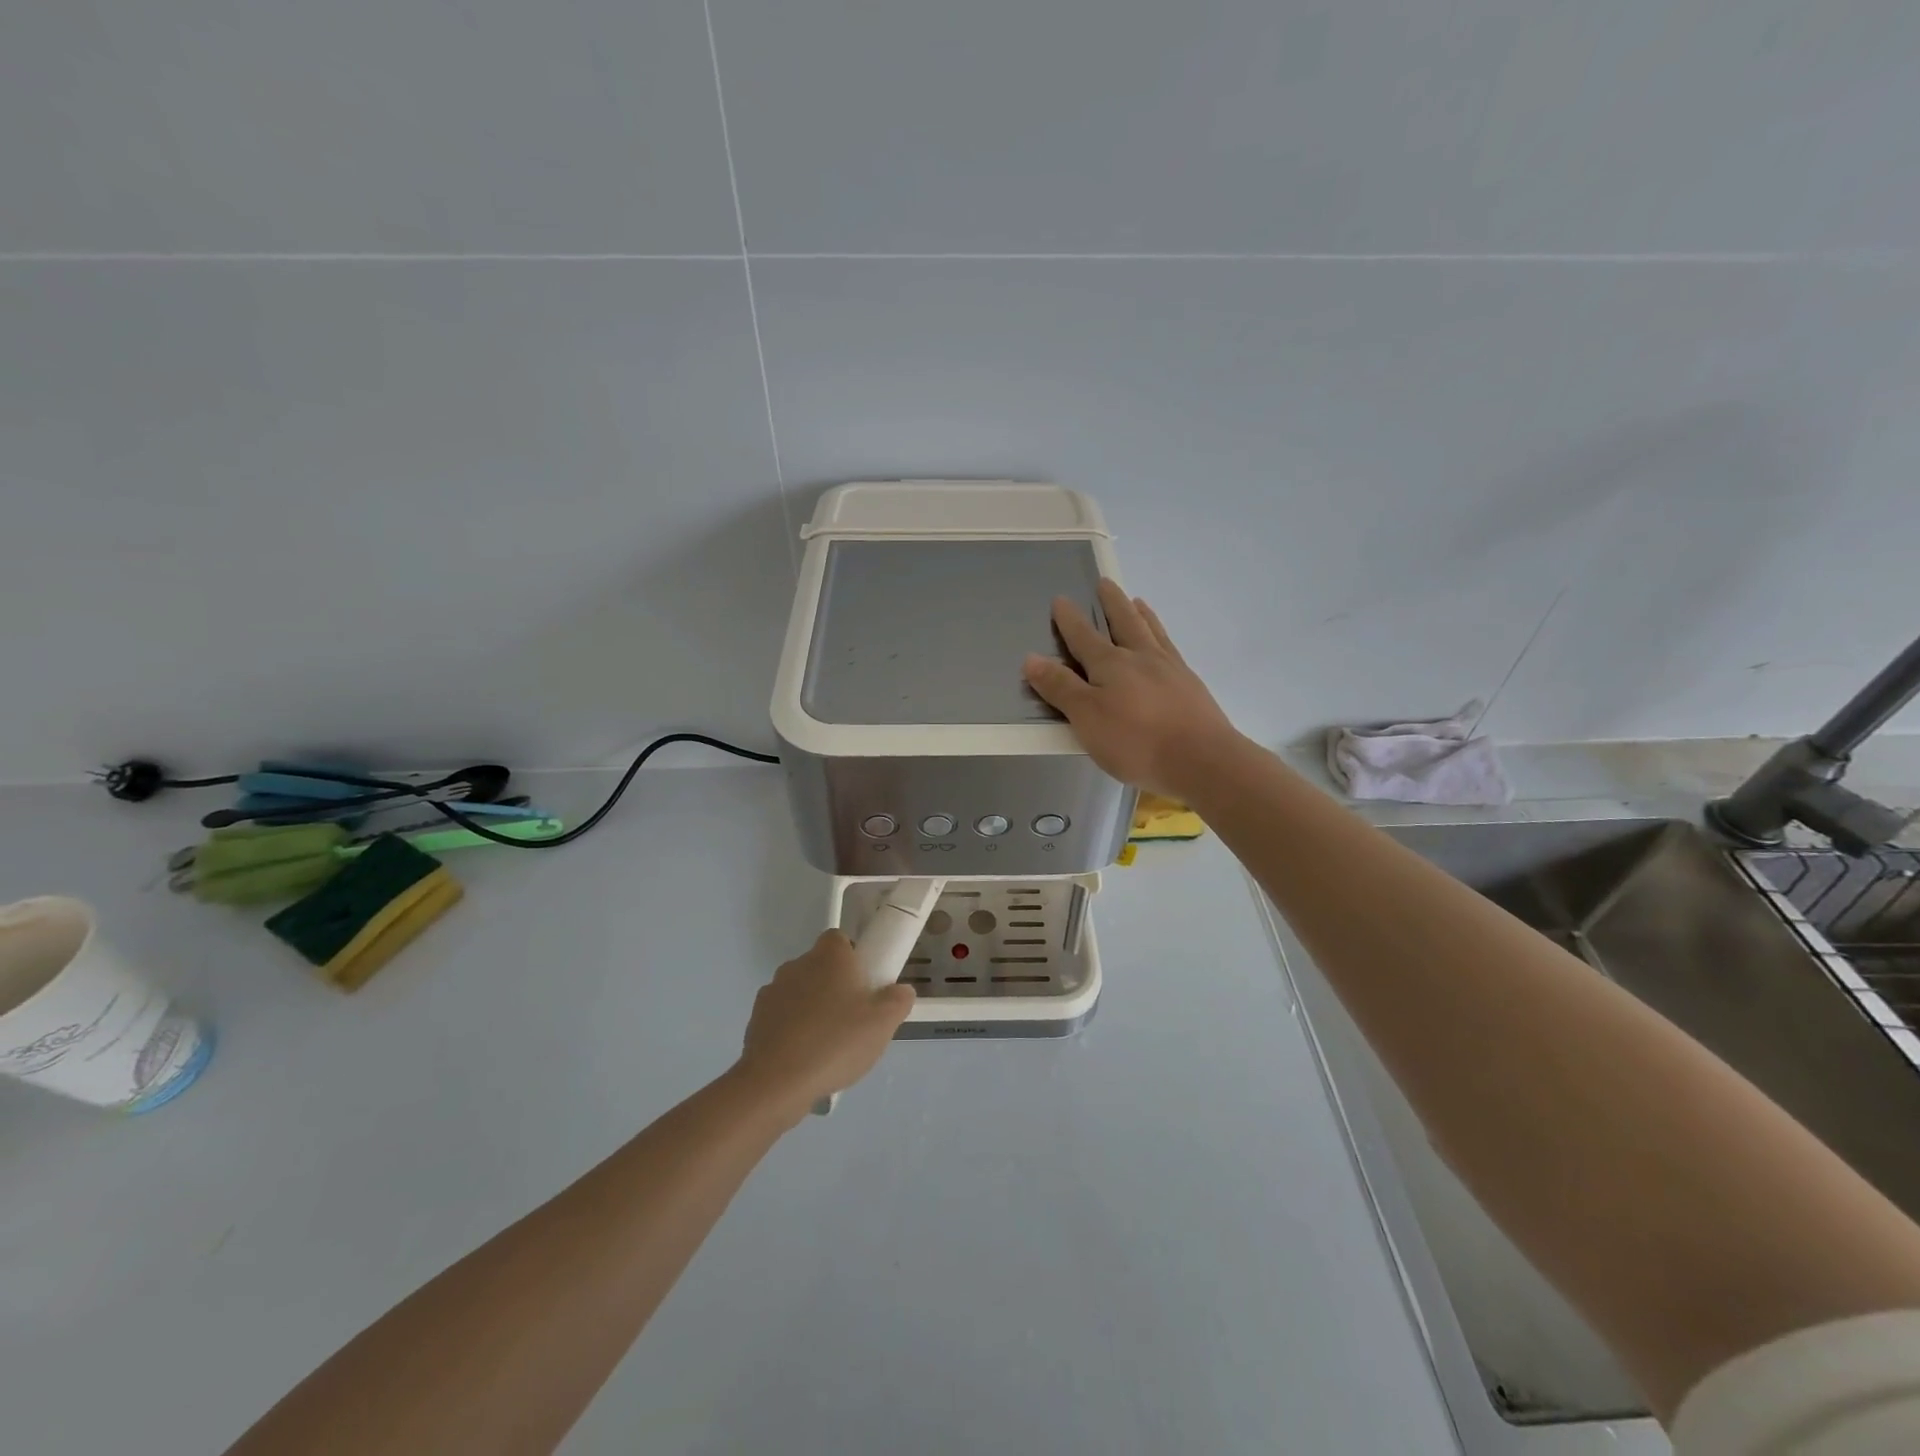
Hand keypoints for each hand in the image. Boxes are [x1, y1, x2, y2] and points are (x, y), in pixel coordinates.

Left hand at [737, 931, 913, 1119]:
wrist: (777, 1081)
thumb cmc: (836, 1041)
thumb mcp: (883, 1022)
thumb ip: (898, 1000)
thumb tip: (900, 991)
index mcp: (829, 955)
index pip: (840, 940)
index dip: (853, 958)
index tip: (865, 984)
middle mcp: (798, 964)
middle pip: (820, 967)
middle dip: (835, 986)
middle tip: (854, 1018)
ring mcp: (772, 990)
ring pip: (800, 992)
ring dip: (812, 1009)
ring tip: (828, 1045)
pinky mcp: (755, 1019)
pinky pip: (782, 1017)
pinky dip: (793, 1030)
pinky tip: (804, 1058)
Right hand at [1023, 579, 1243, 800]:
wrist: (1202, 759)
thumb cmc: (1136, 741)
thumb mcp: (1087, 717)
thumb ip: (1060, 688)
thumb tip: (1032, 658)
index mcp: (1110, 664)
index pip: (1083, 636)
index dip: (1070, 619)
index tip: (1061, 600)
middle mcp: (1141, 657)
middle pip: (1124, 622)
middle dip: (1111, 603)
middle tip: (1105, 582)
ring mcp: (1170, 669)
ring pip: (1152, 632)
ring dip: (1141, 615)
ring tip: (1138, 601)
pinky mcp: (1191, 686)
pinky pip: (1172, 650)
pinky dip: (1163, 638)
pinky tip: (1165, 645)